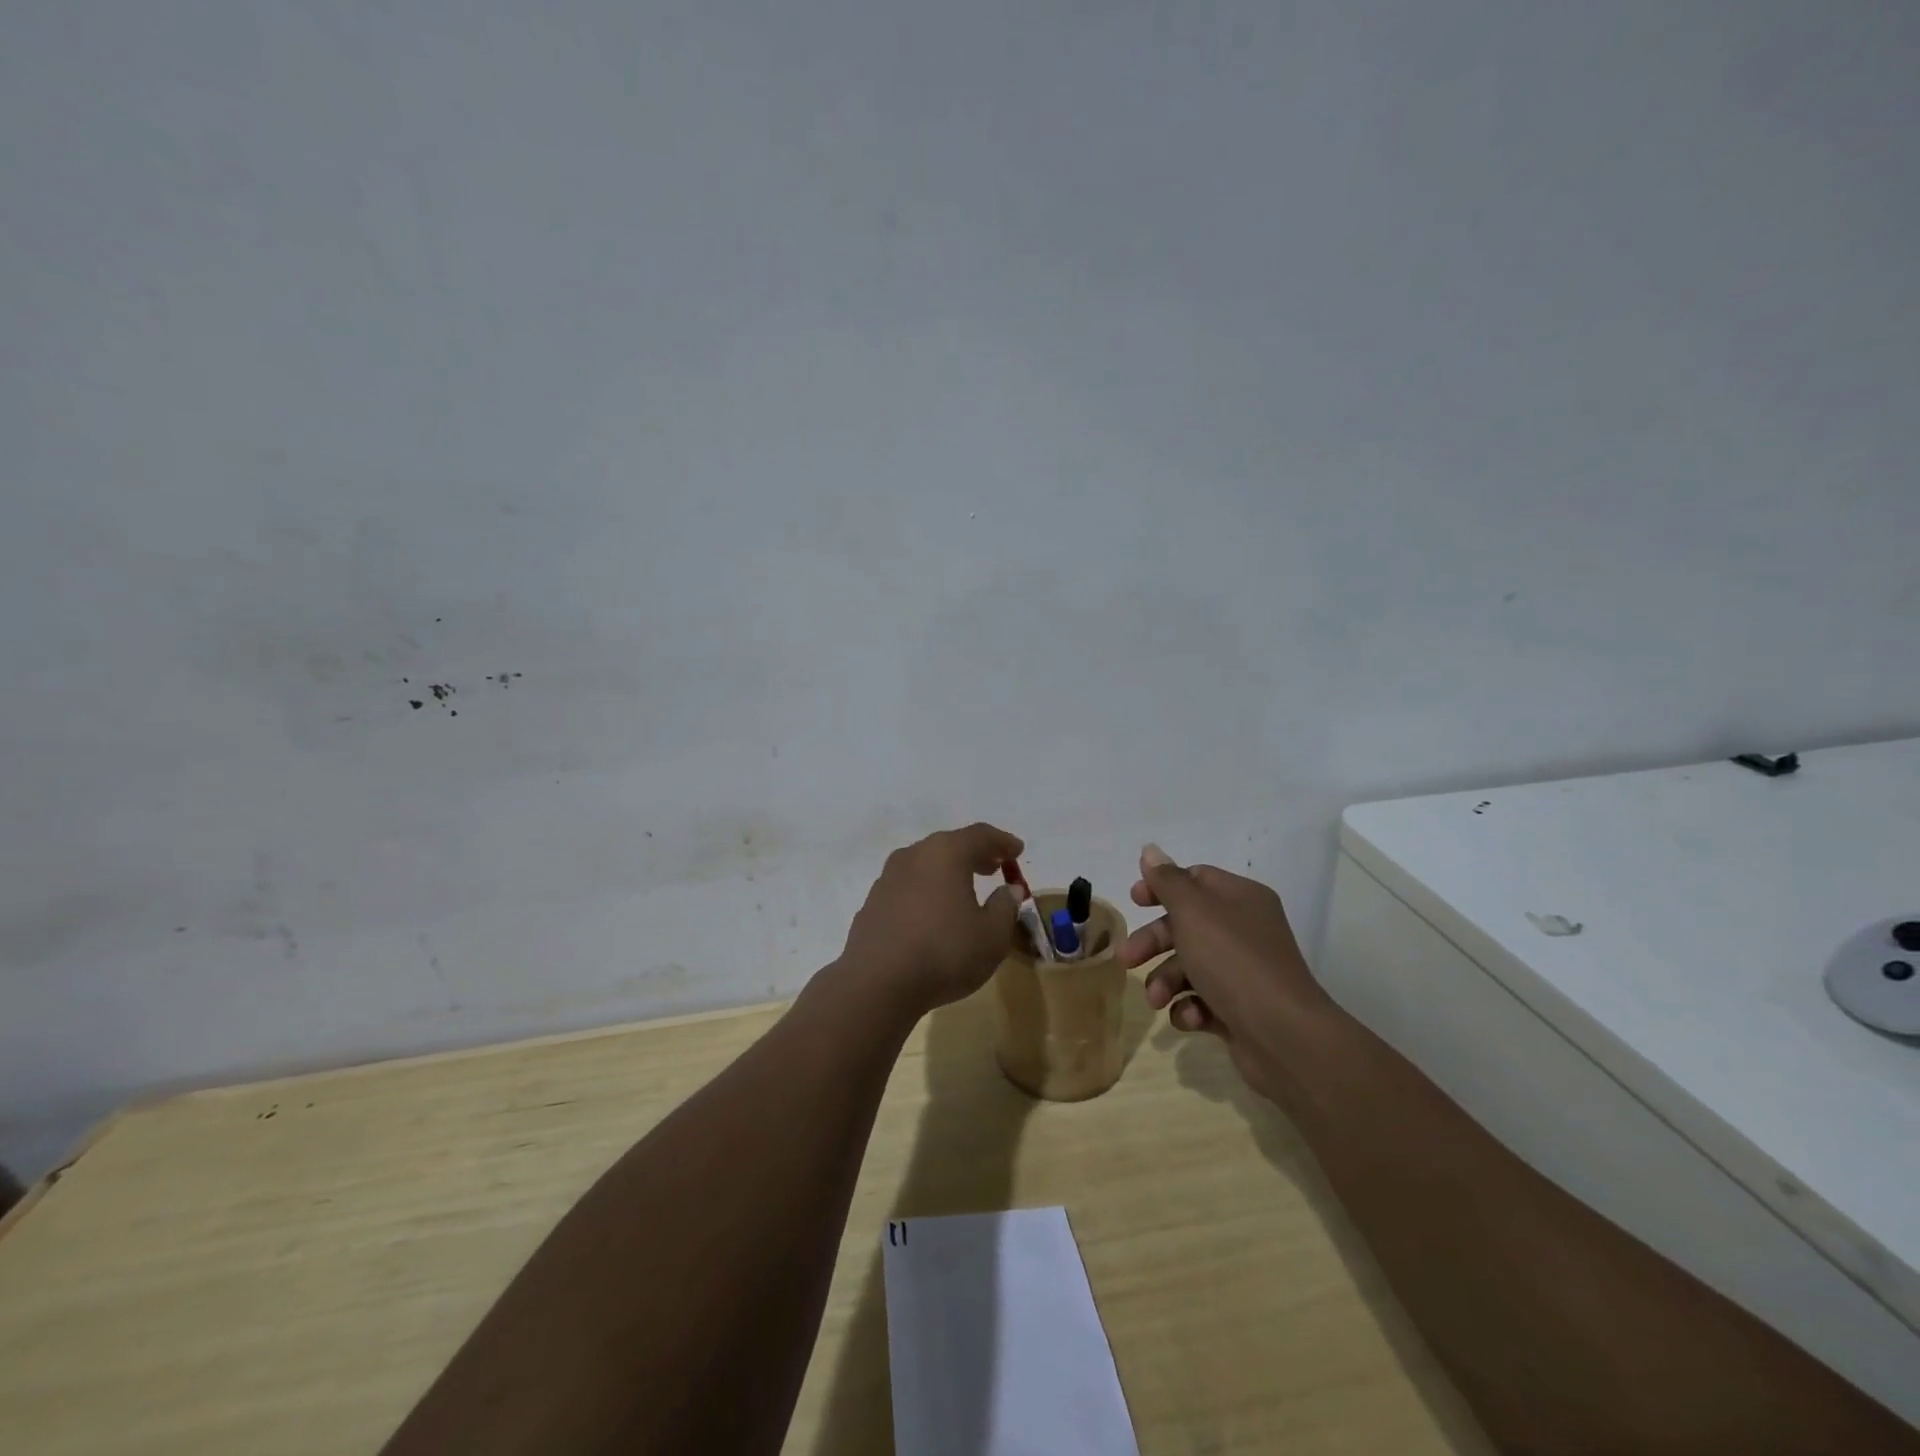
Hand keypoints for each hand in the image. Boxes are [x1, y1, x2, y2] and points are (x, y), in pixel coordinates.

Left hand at [838, 822, 1024, 1019]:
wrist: (877, 983)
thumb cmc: (944, 952)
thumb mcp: (992, 935)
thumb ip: (1005, 907)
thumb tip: (1009, 889)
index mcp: (946, 853)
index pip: (980, 835)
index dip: (1002, 841)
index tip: (1018, 850)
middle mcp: (914, 855)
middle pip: (949, 846)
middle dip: (975, 854)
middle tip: (994, 867)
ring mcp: (887, 878)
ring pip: (925, 865)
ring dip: (947, 873)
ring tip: (964, 891)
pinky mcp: (872, 903)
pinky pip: (907, 887)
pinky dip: (925, 892)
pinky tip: (932, 915)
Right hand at [1118, 843, 1330, 1100]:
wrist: (1283, 1035)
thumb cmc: (1233, 961)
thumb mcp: (1193, 912)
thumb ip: (1167, 881)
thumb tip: (1150, 849)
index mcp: (1240, 898)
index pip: (1195, 879)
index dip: (1161, 887)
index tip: (1133, 901)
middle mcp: (1245, 930)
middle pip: (1186, 925)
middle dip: (1154, 942)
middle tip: (1127, 959)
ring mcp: (1244, 971)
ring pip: (1190, 966)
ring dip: (1166, 980)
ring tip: (1156, 1000)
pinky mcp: (1240, 1009)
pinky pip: (1203, 1000)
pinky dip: (1190, 1007)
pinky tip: (1189, 1017)